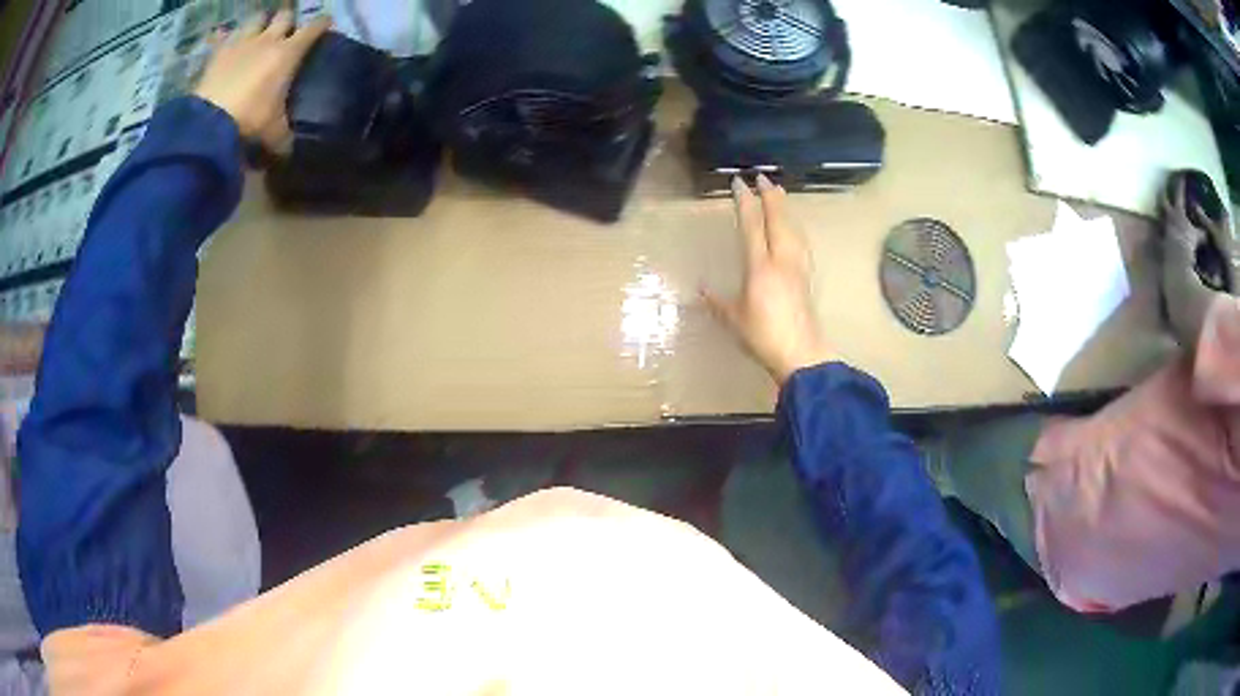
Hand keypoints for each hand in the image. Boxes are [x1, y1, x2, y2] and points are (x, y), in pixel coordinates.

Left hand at [193, 10, 330, 152]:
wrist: (208, 124)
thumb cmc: (249, 123)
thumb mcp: (274, 135)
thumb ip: (284, 136)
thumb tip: (288, 149)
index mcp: (288, 53)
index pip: (314, 28)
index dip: (322, 24)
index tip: (325, 23)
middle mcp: (268, 40)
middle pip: (284, 15)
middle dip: (287, 21)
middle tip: (287, 31)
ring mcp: (241, 43)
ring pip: (257, 18)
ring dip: (260, 23)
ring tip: (259, 32)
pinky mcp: (217, 52)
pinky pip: (224, 35)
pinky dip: (228, 36)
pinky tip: (228, 42)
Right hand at [703, 175, 833, 384]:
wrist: (801, 354)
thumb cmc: (763, 336)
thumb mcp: (734, 320)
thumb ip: (717, 302)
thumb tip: (700, 290)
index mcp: (760, 266)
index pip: (752, 225)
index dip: (745, 202)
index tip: (739, 184)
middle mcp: (781, 260)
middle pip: (778, 219)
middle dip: (770, 196)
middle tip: (763, 177)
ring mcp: (797, 267)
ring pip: (793, 228)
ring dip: (785, 208)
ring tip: (780, 194)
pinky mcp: (806, 277)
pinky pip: (801, 242)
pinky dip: (795, 227)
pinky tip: (794, 227)